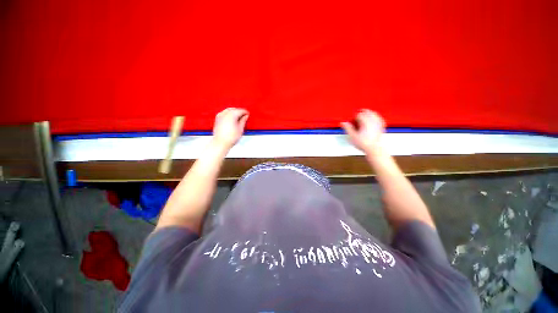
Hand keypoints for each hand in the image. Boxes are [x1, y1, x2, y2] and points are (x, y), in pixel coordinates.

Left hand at [212, 108, 248, 149]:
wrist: (221, 143)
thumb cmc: (231, 137)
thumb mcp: (240, 129)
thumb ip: (243, 121)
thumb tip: (246, 116)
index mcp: (232, 115)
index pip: (240, 111)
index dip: (245, 112)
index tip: (248, 114)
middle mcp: (225, 114)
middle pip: (234, 109)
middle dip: (239, 111)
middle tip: (244, 116)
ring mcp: (220, 116)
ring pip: (228, 110)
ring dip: (234, 112)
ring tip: (238, 117)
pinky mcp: (217, 119)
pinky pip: (224, 113)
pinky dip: (228, 114)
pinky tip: (231, 118)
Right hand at [341, 109, 385, 152]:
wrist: (374, 149)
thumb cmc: (363, 143)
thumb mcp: (352, 136)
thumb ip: (348, 128)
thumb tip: (343, 122)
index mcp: (365, 121)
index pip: (359, 115)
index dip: (354, 116)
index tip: (352, 119)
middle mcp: (372, 121)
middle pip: (368, 112)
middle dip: (362, 112)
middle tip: (358, 114)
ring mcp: (378, 123)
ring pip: (374, 114)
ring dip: (370, 113)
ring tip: (366, 114)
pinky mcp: (381, 127)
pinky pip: (380, 119)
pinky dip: (376, 117)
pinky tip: (375, 118)